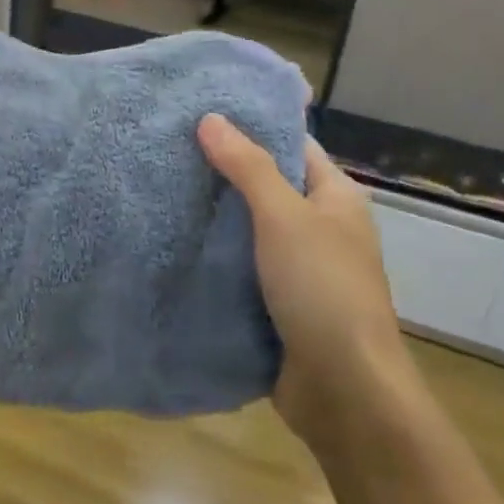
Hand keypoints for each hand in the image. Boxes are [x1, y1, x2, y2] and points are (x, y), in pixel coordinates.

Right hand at [198, 116, 404, 451]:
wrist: (344, 389)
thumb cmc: (322, 289)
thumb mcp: (285, 217)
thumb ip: (248, 168)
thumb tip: (211, 118)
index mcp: (335, 198)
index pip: (291, 146)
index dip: (251, 128)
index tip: (200, 114)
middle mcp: (321, 228)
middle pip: (267, 188)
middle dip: (222, 173)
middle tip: (167, 151)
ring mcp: (300, 269)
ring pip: (250, 231)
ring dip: (213, 218)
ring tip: (160, 190)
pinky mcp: (278, 304)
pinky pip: (241, 270)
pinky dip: (213, 259)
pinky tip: (173, 245)